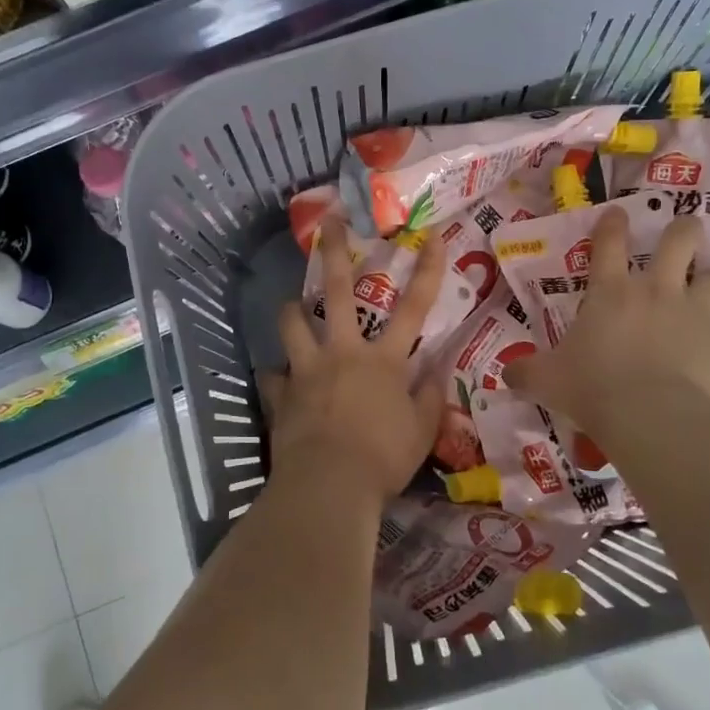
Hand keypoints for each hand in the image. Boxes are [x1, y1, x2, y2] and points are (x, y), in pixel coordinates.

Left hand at [265, 219, 446, 509]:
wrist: (329, 485)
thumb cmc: (383, 458)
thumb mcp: (422, 433)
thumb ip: (430, 400)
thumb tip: (436, 375)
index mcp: (383, 360)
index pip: (415, 308)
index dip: (427, 270)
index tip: (432, 235)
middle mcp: (343, 353)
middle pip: (339, 293)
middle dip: (335, 253)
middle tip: (328, 223)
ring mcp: (307, 370)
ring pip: (292, 323)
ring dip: (290, 310)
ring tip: (289, 306)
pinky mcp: (281, 393)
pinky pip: (272, 377)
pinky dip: (276, 377)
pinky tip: (276, 382)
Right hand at [505, 210, 709, 439]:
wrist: (653, 418)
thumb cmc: (592, 388)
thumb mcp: (546, 380)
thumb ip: (526, 372)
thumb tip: (506, 374)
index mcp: (611, 292)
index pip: (608, 244)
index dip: (611, 224)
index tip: (616, 212)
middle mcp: (658, 293)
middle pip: (679, 242)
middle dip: (684, 230)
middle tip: (685, 227)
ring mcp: (697, 318)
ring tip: (708, 287)